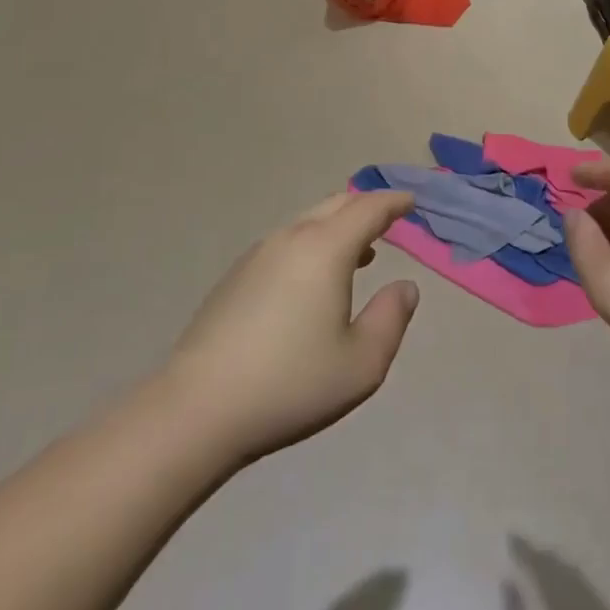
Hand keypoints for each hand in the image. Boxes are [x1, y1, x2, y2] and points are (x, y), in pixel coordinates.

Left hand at [164, 191, 420, 464]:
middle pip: (336, 205)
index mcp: (325, 248)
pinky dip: (314, 243)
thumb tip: (405, 287)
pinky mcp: (237, 276)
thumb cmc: (291, 384)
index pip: (368, 209)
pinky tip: (315, 278)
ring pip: (308, 222)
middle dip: (366, 206)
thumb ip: (391, 318)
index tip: (411, 201)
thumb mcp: (362, 363)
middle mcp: (291, 238)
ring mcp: (259, 254)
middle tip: (389, 218)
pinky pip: (288, 242)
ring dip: (338, 226)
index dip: (393, 202)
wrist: (198, 409)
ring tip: (360, 251)